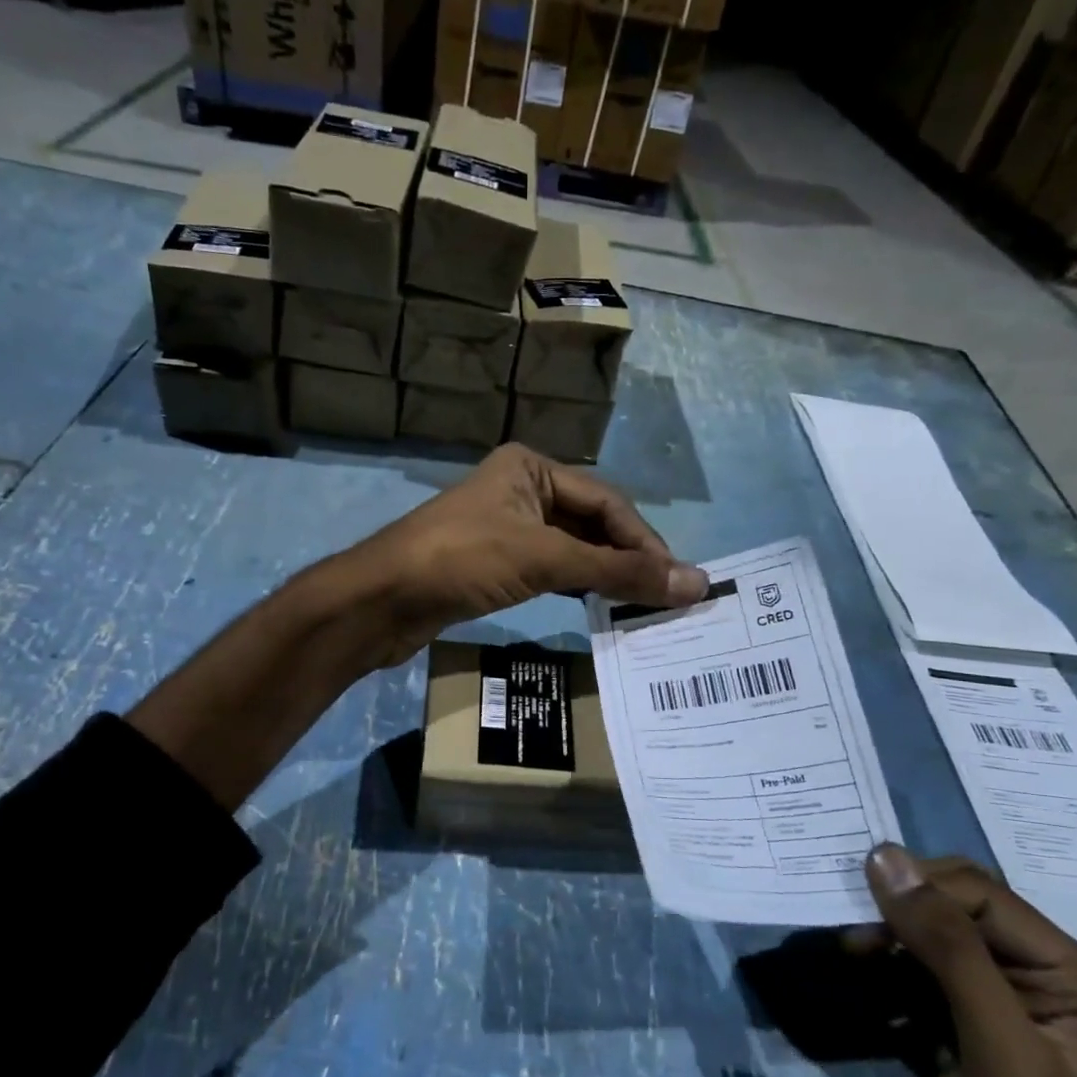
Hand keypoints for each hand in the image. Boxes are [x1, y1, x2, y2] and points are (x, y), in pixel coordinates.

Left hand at [337, 443, 707, 666]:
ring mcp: (507, 528)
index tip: (677, 581)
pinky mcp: (495, 564)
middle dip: (628, 559)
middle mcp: (522, 490)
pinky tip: (601, 608)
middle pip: (592, 524)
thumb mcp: (545, 558)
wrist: (381, 600)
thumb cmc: (463, 560)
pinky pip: (551, 571)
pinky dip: (578, 587)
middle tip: (665, 597)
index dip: (644, 542)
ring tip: (642, 607)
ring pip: (572, 550)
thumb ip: (618, 571)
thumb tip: (695, 583)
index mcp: (532, 468)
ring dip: (606, 576)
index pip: (607, 502)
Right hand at [861, 845, 1076, 1076]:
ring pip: (935, 939)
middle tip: (852, 938)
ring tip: (853, 956)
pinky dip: (891, 974)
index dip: (920, 890)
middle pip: (959, 910)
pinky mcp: (970, 1035)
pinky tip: (871, 991)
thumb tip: (884, 856)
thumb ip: (949, 951)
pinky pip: (922, 976)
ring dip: (891, 940)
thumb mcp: (1003, 1057)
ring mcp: (1006, 1008)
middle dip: (903, 912)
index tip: (854, 904)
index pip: (984, 897)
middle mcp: (1045, 980)